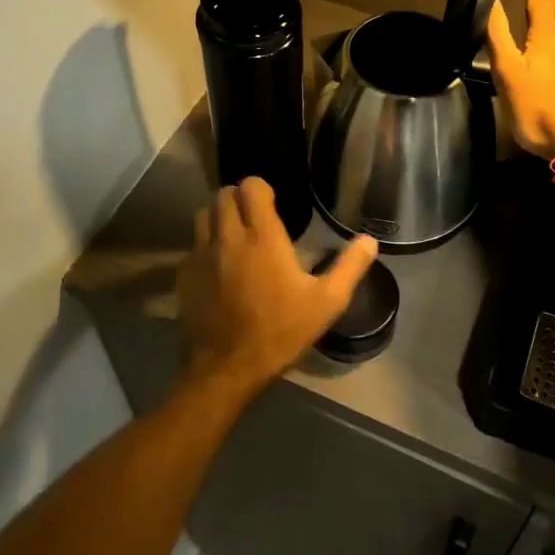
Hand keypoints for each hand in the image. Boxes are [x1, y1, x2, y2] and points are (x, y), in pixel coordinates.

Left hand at [177, 177, 379, 398]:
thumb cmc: (281, 331)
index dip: (260, 188)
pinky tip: (218, 267)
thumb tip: (370, 241)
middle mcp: (228, 236)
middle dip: (238, 198)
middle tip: (254, 217)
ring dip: (218, 218)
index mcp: (263, 237)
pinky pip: (193, 245)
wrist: (228, 368)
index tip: (272, 202)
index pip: (251, 187)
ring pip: (204, 215)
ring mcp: (201, 254)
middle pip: (223, 194)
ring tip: (234, 235)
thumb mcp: (327, 303)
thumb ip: (349, 267)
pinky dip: (205, 247)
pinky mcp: (184, 274)